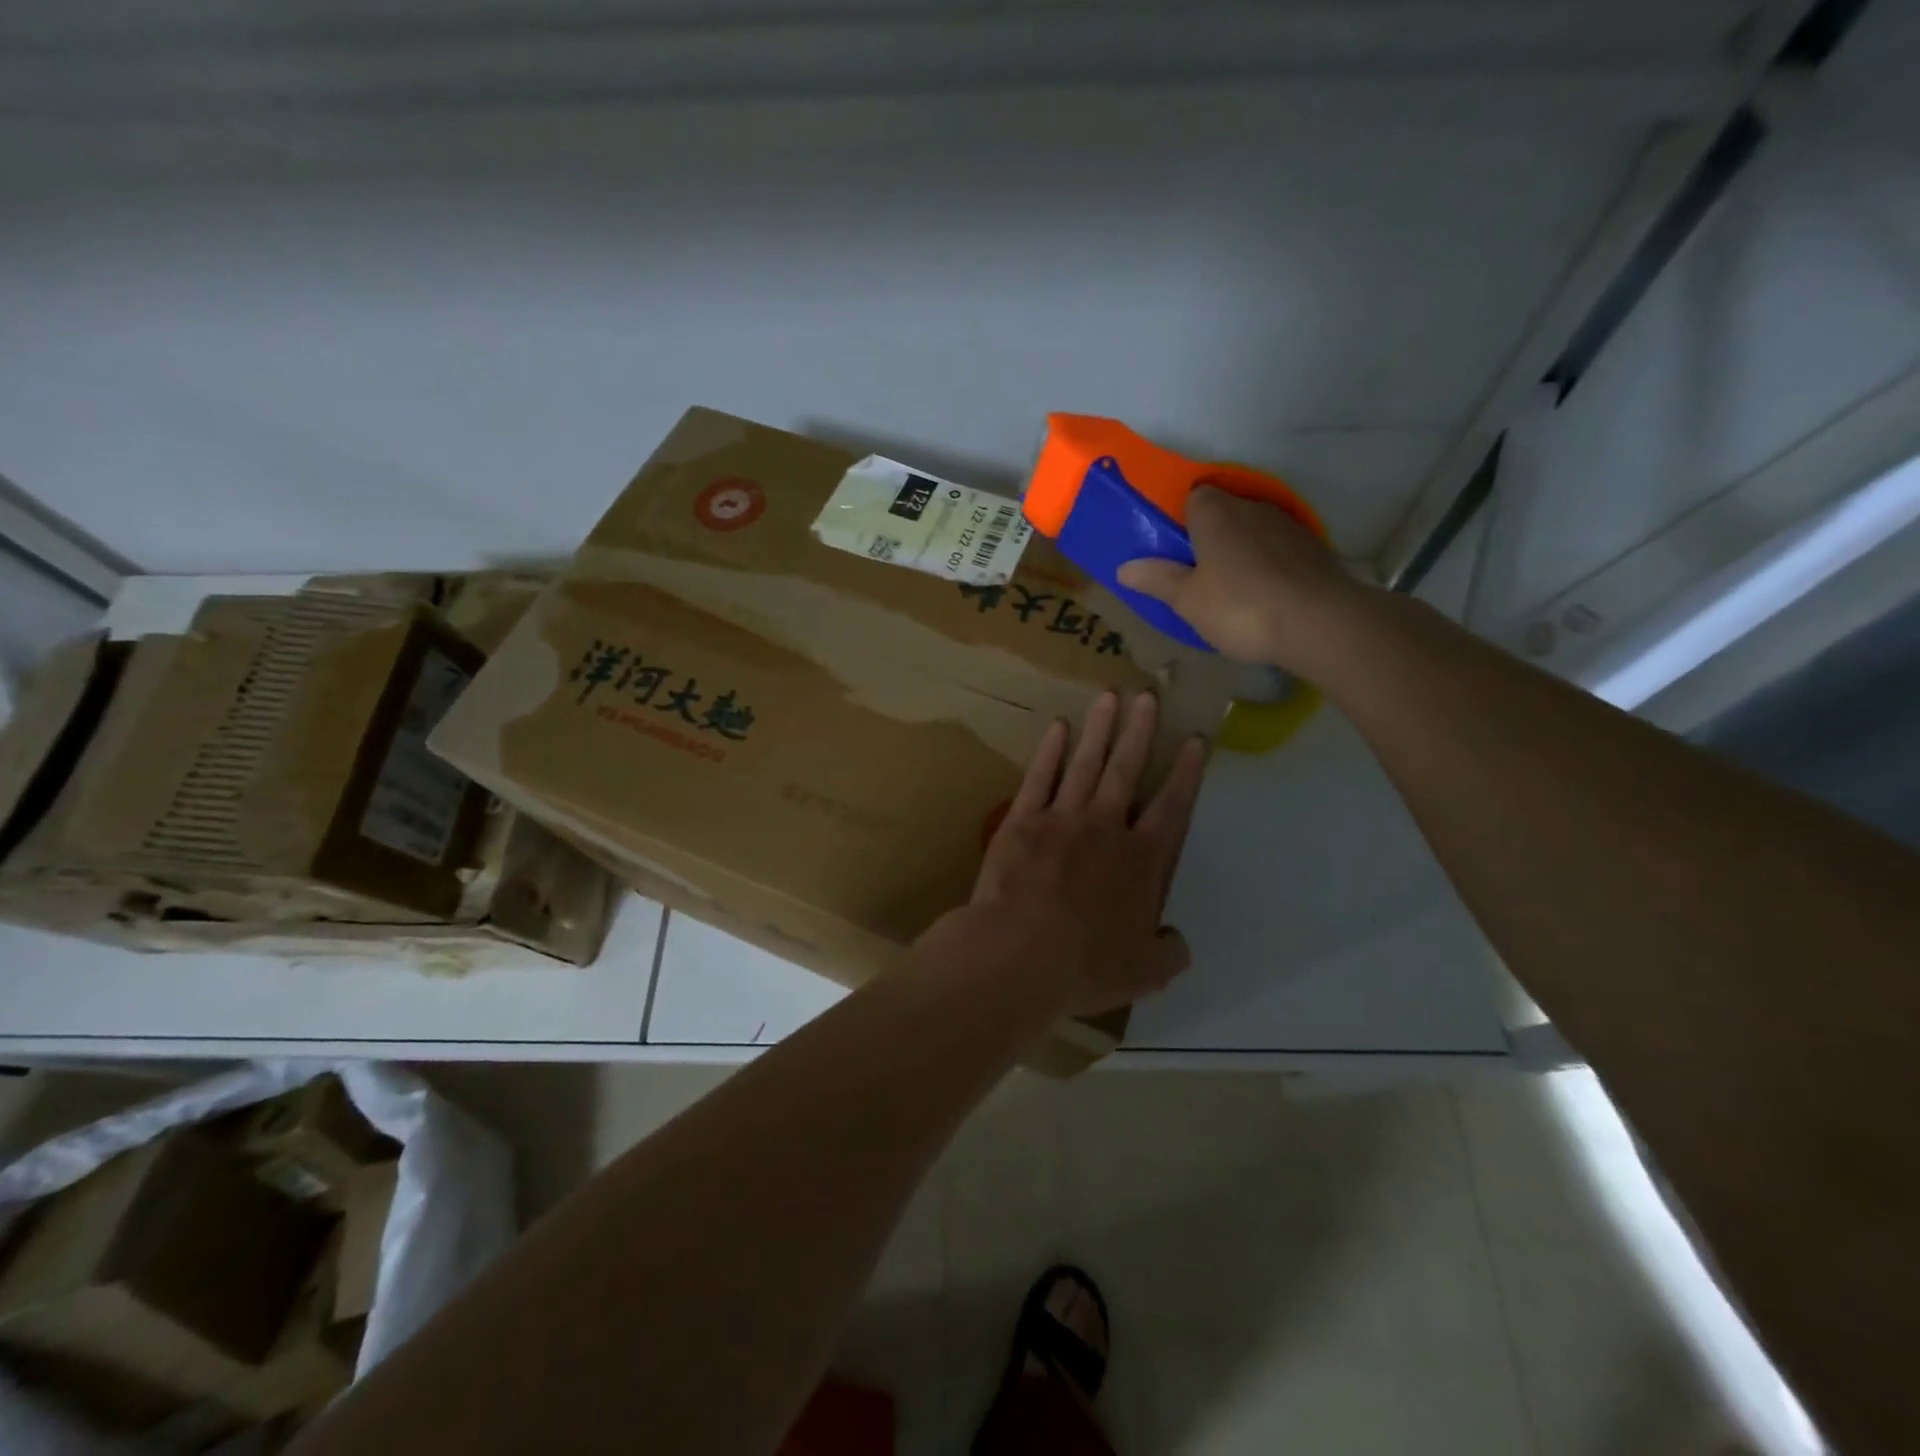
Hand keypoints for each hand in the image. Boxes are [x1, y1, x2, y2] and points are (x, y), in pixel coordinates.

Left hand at [913, 692, 1206, 1019]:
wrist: (1018, 954)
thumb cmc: (1086, 965)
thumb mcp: (1146, 972)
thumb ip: (1169, 951)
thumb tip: (1176, 938)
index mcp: (1142, 860)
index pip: (1172, 806)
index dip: (1186, 771)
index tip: (1194, 739)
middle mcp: (1105, 827)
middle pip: (1127, 769)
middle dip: (1141, 731)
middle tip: (1148, 696)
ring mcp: (1061, 818)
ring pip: (1086, 763)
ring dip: (1100, 729)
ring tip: (1110, 696)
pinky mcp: (1022, 820)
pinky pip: (1039, 777)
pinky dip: (1050, 751)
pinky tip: (1058, 727)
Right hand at [1116, 486, 1362, 668]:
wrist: (1319, 622)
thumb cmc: (1240, 606)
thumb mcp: (1187, 600)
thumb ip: (1156, 580)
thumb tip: (1124, 567)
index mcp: (1215, 512)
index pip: (1194, 496)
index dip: (1182, 520)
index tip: (1176, 550)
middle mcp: (1252, 507)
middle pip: (1225, 512)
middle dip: (1211, 536)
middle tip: (1199, 574)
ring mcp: (1287, 525)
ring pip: (1254, 530)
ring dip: (1243, 550)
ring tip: (1234, 588)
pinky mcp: (1314, 548)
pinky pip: (1280, 549)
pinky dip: (1270, 565)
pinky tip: (1266, 595)